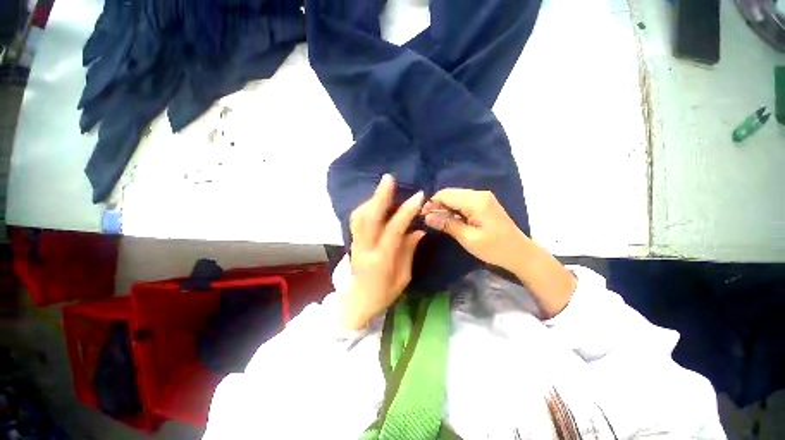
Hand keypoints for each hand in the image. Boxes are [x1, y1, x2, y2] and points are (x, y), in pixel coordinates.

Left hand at [341, 175, 425, 329]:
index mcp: (381, 260)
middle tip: (389, 178)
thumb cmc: (383, 295)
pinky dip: (365, 207)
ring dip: (372, 200)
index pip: (393, 230)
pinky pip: (356, 220)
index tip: (418, 196)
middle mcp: (365, 248)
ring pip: (359, 216)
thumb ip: (408, 250)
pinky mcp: (352, 241)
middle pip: (369, 218)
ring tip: (384, 188)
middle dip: (380, 196)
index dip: (406, 212)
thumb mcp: (403, 277)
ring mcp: (355, 244)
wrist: (356, 303)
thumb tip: (417, 229)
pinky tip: (374, 203)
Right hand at [421, 189, 528, 273]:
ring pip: (455, 197)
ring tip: (436, 221)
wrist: (519, 253)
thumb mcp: (468, 238)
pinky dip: (453, 209)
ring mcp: (482, 197)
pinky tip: (449, 219)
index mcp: (476, 201)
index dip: (431, 203)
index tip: (422, 216)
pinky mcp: (483, 203)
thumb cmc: (494, 248)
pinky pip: (462, 201)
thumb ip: (447, 224)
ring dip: (444, 207)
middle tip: (428, 220)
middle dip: (436, 205)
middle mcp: (479, 194)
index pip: (445, 194)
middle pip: (450, 193)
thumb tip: (427, 217)